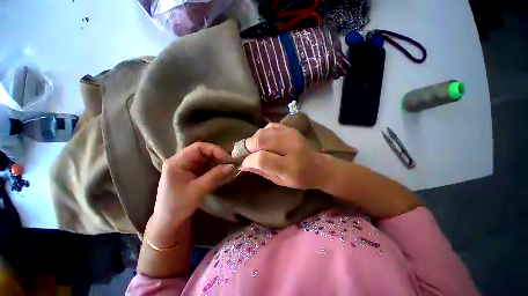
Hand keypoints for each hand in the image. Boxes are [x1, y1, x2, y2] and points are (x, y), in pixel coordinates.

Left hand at [152, 142, 234, 229]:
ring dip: (216, 162)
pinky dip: (214, 167)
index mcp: (176, 162)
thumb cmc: (178, 206)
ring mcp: (185, 167)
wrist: (168, 223)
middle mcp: (180, 161)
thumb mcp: (198, 190)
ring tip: (227, 167)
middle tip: (229, 163)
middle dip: (217, 156)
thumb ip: (215, 176)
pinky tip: (221, 171)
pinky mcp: (190, 173)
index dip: (214, 150)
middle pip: (202, 152)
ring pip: (205, 159)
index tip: (227, 158)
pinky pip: (204, 166)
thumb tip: (232, 166)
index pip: (198, 147)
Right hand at [237, 123, 327, 189]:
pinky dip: (262, 133)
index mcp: (289, 166)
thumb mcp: (279, 181)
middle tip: (241, 152)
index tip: (242, 162)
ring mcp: (291, 134)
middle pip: (261, 140)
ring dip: (253, 139)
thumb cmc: (299, 178)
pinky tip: (263, 140)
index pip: (262, 158)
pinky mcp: (290, 128)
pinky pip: (270, 126)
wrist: (318, 166)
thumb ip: (261, 171)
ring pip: (263, 131)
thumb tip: (242, 163)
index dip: (248, 160)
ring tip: (252, 147)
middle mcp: (290, 146)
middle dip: (247, 146)